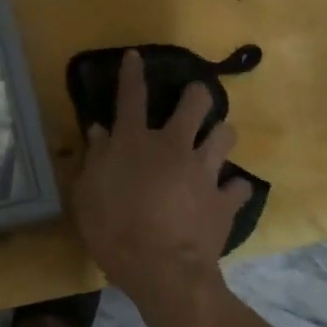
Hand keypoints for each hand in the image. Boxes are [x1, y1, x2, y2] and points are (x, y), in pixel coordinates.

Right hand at [71, 50, 250, 316]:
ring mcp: (204, 171)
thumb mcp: (87, 194)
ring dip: (220, 134)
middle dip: (198, 94)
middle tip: (196, 97)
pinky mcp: (225, 200)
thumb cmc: (113, 229)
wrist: (163, 270)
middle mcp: (173, 146)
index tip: (135, 56)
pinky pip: (239, 185)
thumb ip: (94, 159)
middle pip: (195, 104)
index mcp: (134, 142)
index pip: (131, 97)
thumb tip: (100, 132)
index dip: (132, 73)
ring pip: (225, 135)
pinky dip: (233, 187)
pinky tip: (228, 192)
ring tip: (215, 141)